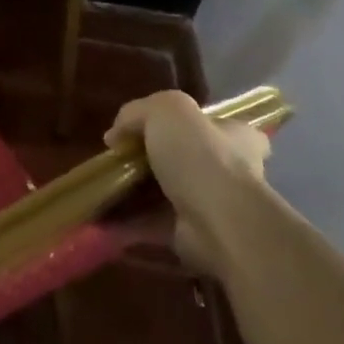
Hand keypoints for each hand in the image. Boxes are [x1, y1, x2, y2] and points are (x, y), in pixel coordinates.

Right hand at [105, 91, 274, 277]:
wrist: (218, 223)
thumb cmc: (201, 157)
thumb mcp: (166, 109)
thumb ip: (138, 112)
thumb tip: (116, 135)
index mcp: (237, 136)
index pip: (216, 124)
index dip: (184, 123)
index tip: (150, 130)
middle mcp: (232, 170)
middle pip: (187, 157)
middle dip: (153, 158)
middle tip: (120, 157)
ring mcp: (214, 205)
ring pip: (169, 191)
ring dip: (140, 190)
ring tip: (106, 183)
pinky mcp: (195, 234)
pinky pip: (156, 221)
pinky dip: (133, 218)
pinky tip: (108, 212)